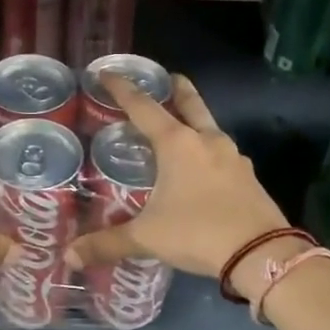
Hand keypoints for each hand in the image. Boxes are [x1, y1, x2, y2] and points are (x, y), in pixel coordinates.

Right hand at [67, 73, 290, 291]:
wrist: (261, 253)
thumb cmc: (197, 233)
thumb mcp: (147, 238)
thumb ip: (107, 244)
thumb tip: (68, 256)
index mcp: (177, 144)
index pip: (143, 108)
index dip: (123, 89)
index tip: (107, 73)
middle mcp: (207, 142)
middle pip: (190, 105)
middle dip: (178, 90)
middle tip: (169, 78)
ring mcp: (234, 158)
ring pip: (210, 129)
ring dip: (197, 122)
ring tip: (184, 129)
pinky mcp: (250, 178)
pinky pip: (224, 157)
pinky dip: (210, 154)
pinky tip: (205, 170)